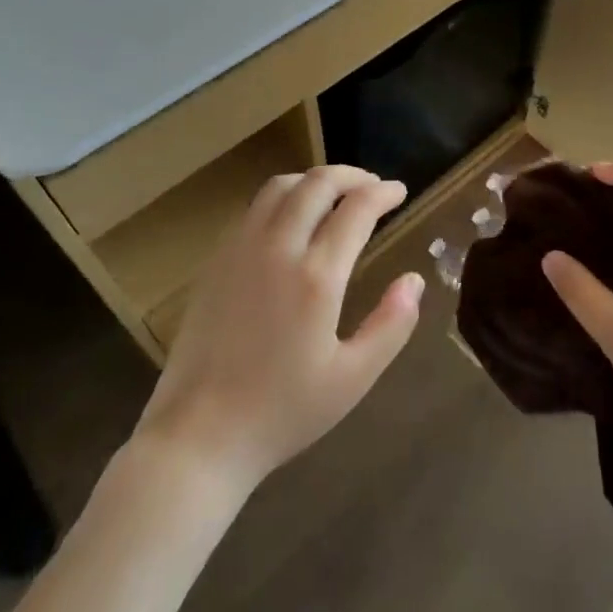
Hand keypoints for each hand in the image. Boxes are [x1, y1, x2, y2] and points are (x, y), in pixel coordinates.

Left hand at [134, 165, 424, 495]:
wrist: (198, 436)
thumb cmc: (282, 412)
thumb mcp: (352, 379)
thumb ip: (391, 325)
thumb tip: (414, 280)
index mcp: (317, 276)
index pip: (357, 208)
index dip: (383, 192)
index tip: (400, 191)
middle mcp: (278, 248)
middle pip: (317, 183)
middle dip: (352, 175)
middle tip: (373, 187)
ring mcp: (241, 249)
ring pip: (281, 186)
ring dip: (314, 180)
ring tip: (335, 195)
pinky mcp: (216, 260)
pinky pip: (254, 208)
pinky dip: (283, 197)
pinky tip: (292, 221)